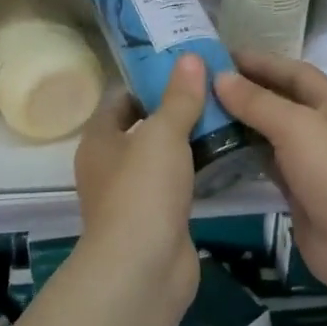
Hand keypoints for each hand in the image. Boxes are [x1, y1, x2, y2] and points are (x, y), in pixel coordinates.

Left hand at [73, 53, 205, 298]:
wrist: (144, 269)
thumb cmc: (143, 191)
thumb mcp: (163, 134)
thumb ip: (179, 97)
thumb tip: (189, 57)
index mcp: (99, 140)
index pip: (121, 99)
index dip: (148, 81)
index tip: (183, 66)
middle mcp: (110, 166)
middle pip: (143, 127)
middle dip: (175, 108)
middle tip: (213, 87)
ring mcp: (134, 196)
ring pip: (163, 157)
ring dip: (189, 140)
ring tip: (227, 114)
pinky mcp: (158, 219)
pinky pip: (178, 184)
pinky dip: (197, 170)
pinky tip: (226, 155)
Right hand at [213, 52, 326, 298]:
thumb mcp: (297, 126)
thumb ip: (257, 102)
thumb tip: (220, 77)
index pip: (294, 71)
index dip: (260, 61)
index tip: (220, 55)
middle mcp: (325, 127)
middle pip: (282, 100)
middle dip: (247, 90)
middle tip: (203, 83)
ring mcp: (313, 161)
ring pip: (272, 133)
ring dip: (243, 122)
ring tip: (203, 112)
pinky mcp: (299, 191)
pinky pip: (268, 163)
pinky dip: (246, 154)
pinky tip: (218, 148)